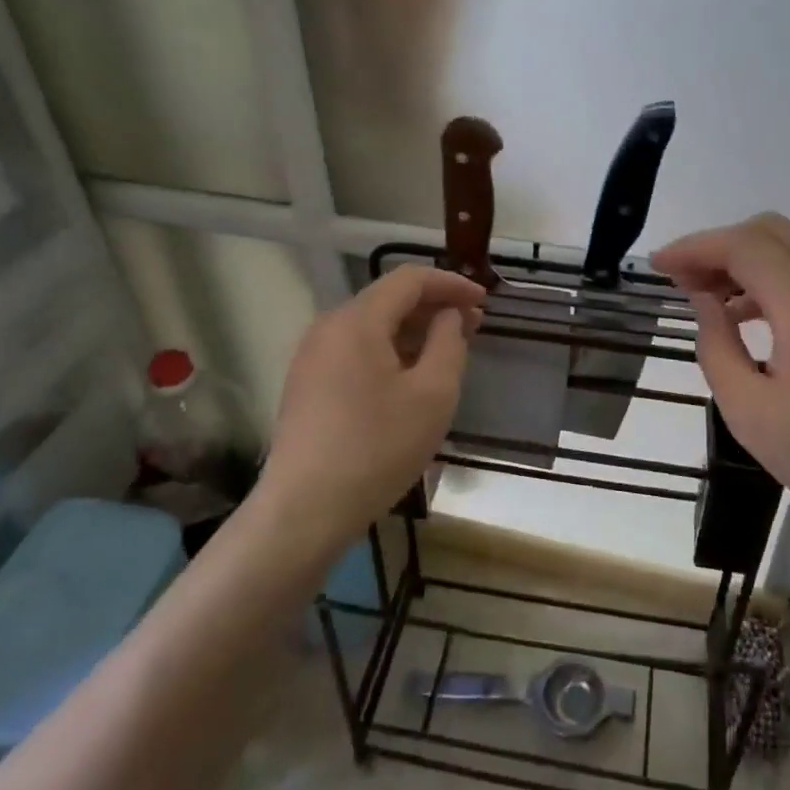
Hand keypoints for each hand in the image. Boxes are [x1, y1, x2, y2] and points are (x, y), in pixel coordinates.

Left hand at [257, 265, 484, 545]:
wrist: (305, 510)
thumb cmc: (378, 448)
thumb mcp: (433, 394)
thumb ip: (449, 342)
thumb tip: (449, 315)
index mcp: (356, 320)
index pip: (409, 280)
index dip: (451, 284)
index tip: (484, 302)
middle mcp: (328, 327)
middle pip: (387, 300)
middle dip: (433, 307)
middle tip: (474, 327)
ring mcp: (311, 357)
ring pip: (371, 327)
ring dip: (412, 331)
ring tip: (447, 352)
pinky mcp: (306, 385)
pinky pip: (354, 351)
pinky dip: (388, 352)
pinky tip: (410, 377)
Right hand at [652, 213, 789, 544]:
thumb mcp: (749, 411)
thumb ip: (717, 347)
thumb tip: (704, 301)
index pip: (746, 247)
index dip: (695, 247)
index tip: (657, 265)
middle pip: (771, 232)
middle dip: (717, 245)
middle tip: (680, 279)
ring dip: (742, 260)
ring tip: (704, 295)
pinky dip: (768, 278)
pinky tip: (743, 314)